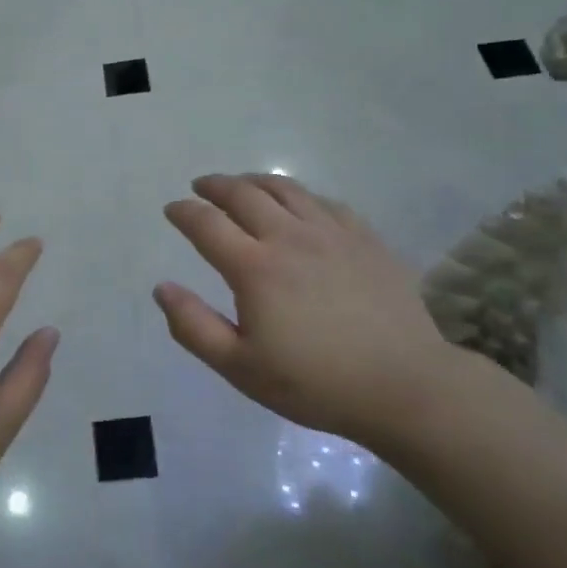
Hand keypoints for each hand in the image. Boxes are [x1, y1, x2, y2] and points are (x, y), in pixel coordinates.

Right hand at [154, 174, 456, 448]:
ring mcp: (332, 233)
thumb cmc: (315, 383)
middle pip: (244, 194)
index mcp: (255, 268)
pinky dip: (299, 196)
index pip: (207, 224)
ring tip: (242, 185)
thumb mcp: (240, 367)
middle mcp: (289, 237)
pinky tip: (298, 206)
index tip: (172, 209)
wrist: (404, 386)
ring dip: (254, 181)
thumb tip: (162, 287)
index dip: (184, 212)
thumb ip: (194, 327)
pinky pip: (324, 202)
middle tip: (201, 187)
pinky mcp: (364, 238)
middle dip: (215, 186)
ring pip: (285, 189)